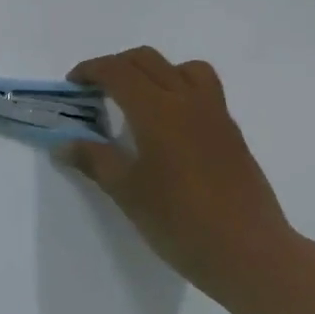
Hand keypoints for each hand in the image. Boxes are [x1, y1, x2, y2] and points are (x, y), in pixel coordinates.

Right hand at [58, 47, 296, 297]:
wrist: (250, 253)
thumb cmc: (180, 222)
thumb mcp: (127, 192)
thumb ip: (94, 160)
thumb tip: (64, 144)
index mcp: (156, 110)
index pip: (117, 71)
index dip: (90, 70)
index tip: (73, 85)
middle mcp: (187, 101)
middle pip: (147, 60)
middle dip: (116, 66)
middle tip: (96, 91)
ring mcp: (215, 114)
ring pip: (182, 68)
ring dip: (153, 71)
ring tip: (138, 100)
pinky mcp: (231, 132)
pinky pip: (203, 90)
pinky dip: (178, 88)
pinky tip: (168, 126)